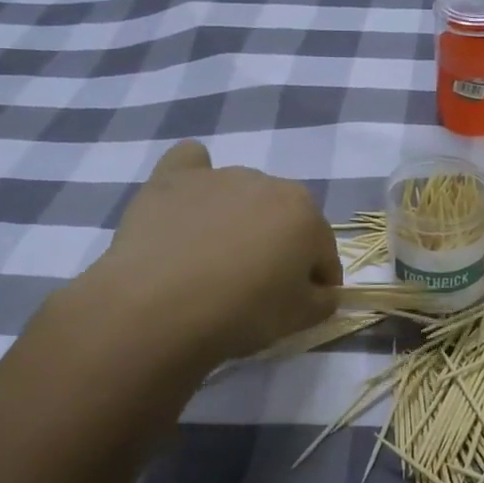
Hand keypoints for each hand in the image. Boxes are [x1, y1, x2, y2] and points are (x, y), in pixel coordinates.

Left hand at [65, 140, 341, 370]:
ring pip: (242, 194)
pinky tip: (188, 202)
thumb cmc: (241, 312)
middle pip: (283, 218)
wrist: (159, 307)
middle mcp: (269, 183)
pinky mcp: (174, 178)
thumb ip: (323, 300)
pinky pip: (192, 162)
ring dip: (238, 218)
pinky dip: (195, 177)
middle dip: (278, 245)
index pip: (323, 252)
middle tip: (256, 285)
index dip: (316, 282)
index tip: (300, 305)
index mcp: (306, 214)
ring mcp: (219, 176)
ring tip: (212, 258)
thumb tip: (323, 291)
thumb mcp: (299, 319)